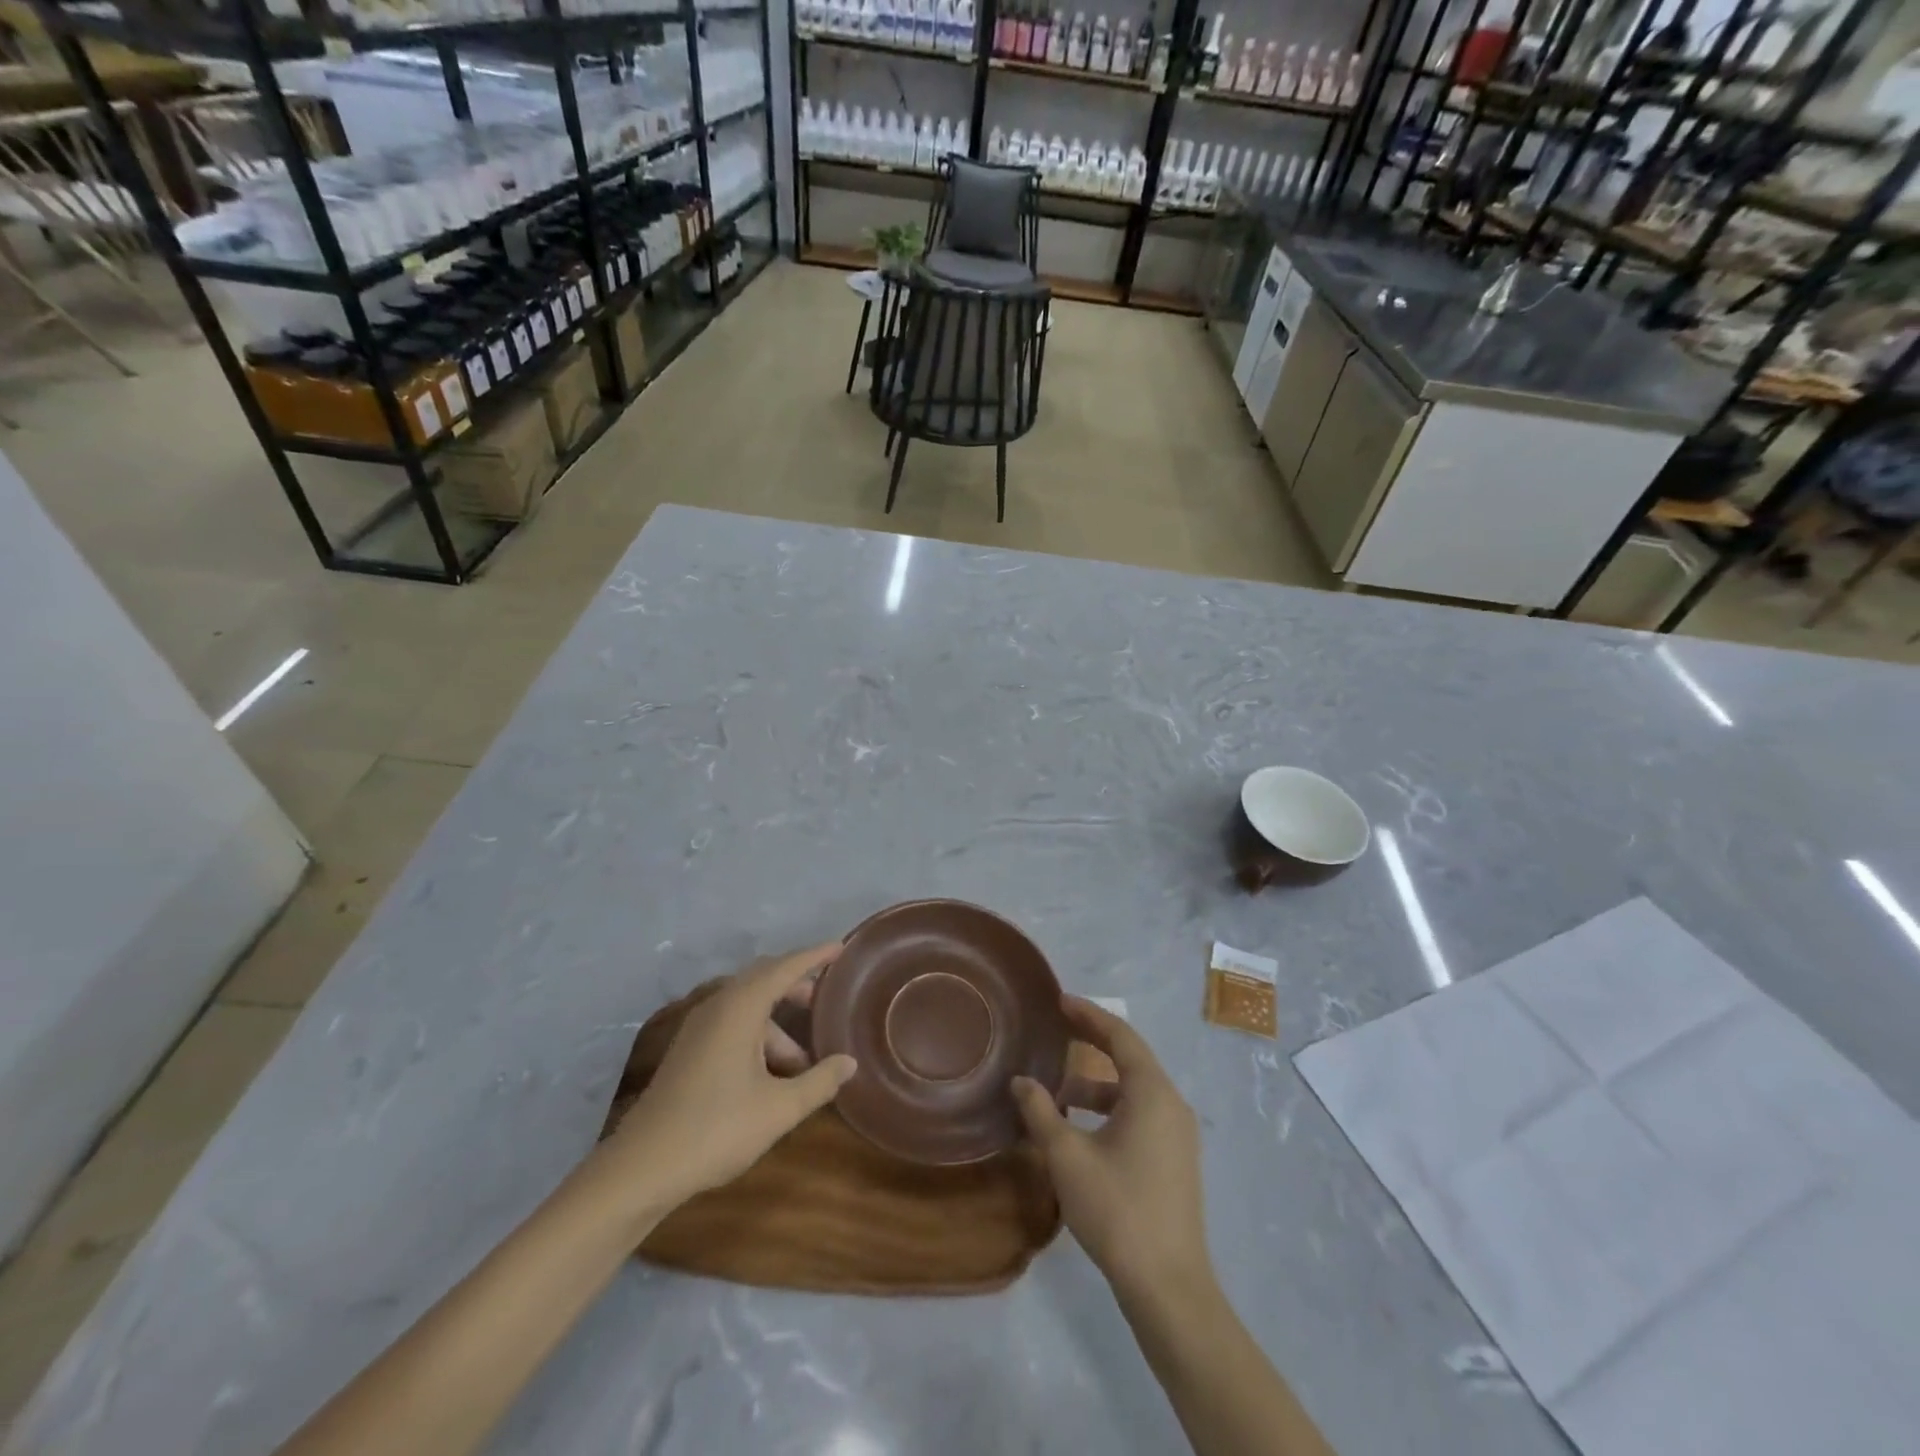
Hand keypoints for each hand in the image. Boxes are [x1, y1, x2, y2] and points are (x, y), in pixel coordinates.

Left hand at [603, 944, 856, 1217]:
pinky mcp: (689, 1050)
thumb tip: (849, 1062)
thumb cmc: (716, 1130)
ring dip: (779, 1026)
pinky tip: (772, 1073)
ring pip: (748, 1008)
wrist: (641, 1168)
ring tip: (804, 1063)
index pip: (784, 967)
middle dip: (797, 985)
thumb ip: (819, 1082)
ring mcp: (699, 1028)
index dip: (814, 956)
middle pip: (764, 980)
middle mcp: (718, 1006)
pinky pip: (733, 1025)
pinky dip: (758, 1036)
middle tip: (827, 999)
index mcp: (740, 1008)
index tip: (841, 948)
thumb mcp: (779, 1109)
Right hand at [1013, 998, 1209, 1297]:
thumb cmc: (1117, 1209)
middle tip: (1057, 1030)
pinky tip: (1082, 1131)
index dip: (1088, 1015)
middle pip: (1130, 1058)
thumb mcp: (1067, 1157)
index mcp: (1152, 1092)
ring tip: (1058, 1094)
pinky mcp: (1176, 1160)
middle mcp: (1171, 1104)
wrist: (1168, 1286)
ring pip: (1134, 1091)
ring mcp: (1178, 1135)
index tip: (1060, 1001)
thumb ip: (1041, 1112)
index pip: (1120, 1036)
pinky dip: (1111, 1109)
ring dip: (1097, 1085)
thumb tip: (1020, 1081)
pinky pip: (1141, 1114)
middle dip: (1093, 1042)